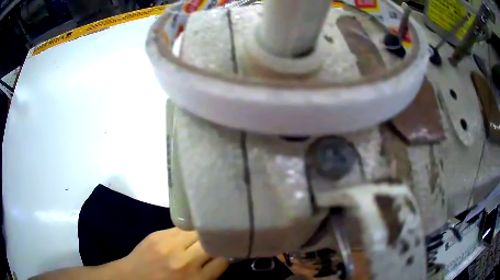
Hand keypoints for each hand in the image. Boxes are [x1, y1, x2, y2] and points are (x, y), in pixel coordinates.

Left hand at [118, 228, 228, 279]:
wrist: (131, 278)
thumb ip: (208, 274)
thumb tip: (222, 256)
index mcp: (195, 279)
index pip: (223, 259)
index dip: (228, 253)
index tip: (228, 249)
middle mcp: (184, 261)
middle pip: (211, 241)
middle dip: (217, 239)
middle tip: (218, 239)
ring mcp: (169, 245)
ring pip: (197, 231)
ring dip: (202, 233)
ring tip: (203, 235)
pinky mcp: (157, 235)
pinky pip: (180, 228)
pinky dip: (187, 231)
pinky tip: (186, 235)